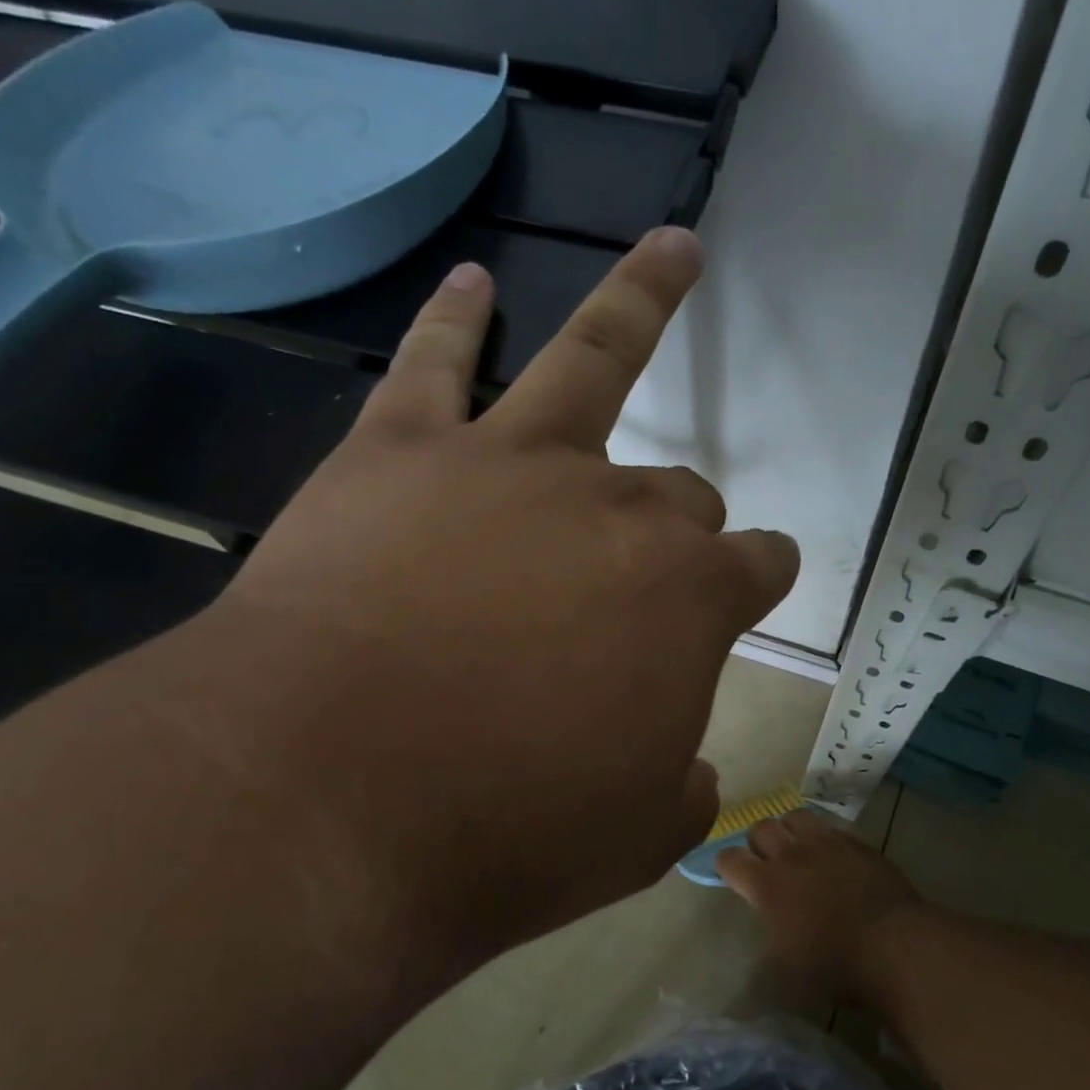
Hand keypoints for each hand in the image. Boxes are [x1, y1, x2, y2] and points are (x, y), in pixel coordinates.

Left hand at [192, 229, 799, 968]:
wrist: (328, 806)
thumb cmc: (505, 834)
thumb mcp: (635, 838)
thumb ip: (681, 789)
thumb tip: (686, 766)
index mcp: (691, 600)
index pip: (756, 567)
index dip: (761, 577)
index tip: (756, 585)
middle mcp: (619, 510)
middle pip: (679, 492)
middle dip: (681, 523)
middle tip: (651, 565)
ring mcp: (512, 467)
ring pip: (594, 357)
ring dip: (644, 298)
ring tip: (676, 251)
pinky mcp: (401, 454)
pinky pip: (437, 363)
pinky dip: (456, 320)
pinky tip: (473, 283)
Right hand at [715, 811, 924, 1001]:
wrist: (896, 946)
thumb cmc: (836, 966)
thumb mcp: (786, 977)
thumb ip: (763, 959)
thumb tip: (755, 961)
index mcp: (766, 885)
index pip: (728, 858)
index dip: (725, 866)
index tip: (731, 877)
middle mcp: (790, 856)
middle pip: (759, 828)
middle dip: (756, 843)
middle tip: (766, 864)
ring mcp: (826, 844)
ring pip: (794, 817)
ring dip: (788, 831)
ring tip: (796, 851)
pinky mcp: (856, 843)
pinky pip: (830, 827)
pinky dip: (822, 838)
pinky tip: (831, 857)